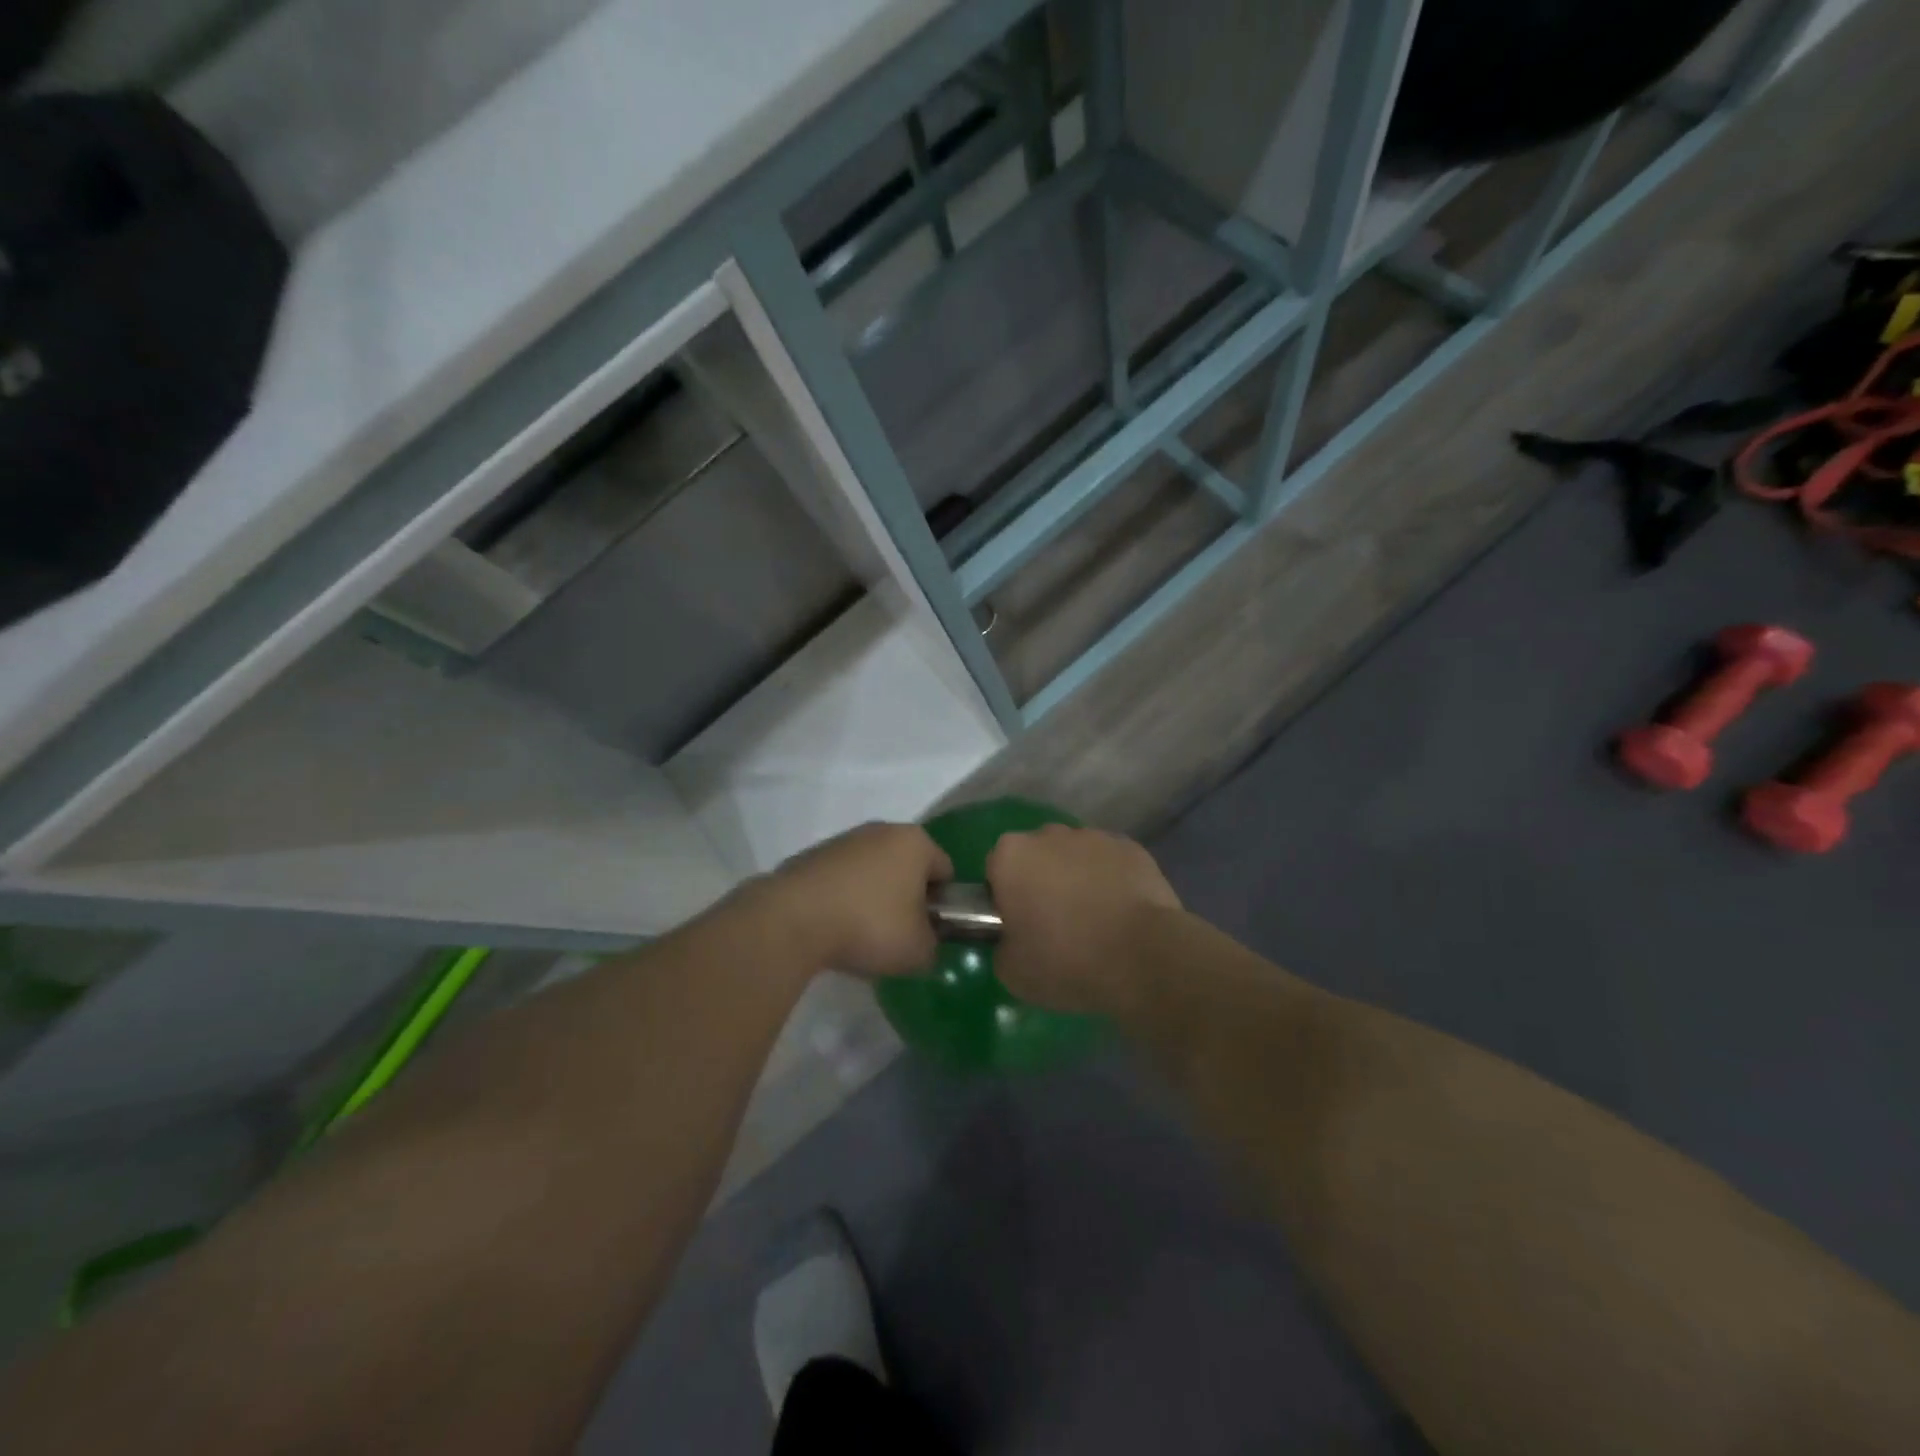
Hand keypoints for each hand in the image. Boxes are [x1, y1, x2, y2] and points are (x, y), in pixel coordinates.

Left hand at [763, 822, 952, 978]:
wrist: (793, 920)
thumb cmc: (870, 926)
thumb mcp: (918, 951)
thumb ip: (933, 946)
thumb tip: (924, 943)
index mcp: (915, 842)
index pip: (945, 871)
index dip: (944, 904)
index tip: (930, 931)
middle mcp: (882, 830)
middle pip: (907, 867)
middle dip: (907, 897)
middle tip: (899, 935)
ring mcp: (844, 840)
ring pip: (872, 871)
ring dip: (873, 897)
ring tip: (861, 936)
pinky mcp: (812, 856)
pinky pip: (841, 879)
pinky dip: (843, 899)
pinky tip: (834, 928)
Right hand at [986, 825, 1181, 1016]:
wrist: (1144, 957)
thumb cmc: (1066, 961)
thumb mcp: (1012, 972)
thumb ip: (1002, 945)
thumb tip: (1013, 938)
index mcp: (1011, 856)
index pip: (996, 870)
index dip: (1005, 898)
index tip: (1019, 926)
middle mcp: (1049, 834)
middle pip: (1036, 856)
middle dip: (1041, 881)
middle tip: (1055, 924)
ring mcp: (1093, 836)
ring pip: (1075, 856)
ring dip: (1077, 878)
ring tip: (1094, 920)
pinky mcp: (1131, 847)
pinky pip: (1110, 863)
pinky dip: (1111, 880)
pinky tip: (1122, 913)